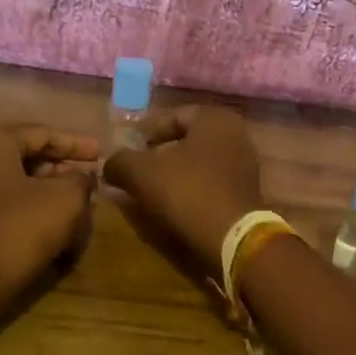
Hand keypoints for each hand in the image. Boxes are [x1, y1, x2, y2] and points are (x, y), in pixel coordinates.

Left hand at [0, 125, 98, 294]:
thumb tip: (82, 177)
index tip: (101, 154)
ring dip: (47, 193)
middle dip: (61, 169)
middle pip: (25, 157)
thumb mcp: (65, 199)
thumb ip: (80, 180)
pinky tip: (51, 228)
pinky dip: (29, 211)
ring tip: (76, 207)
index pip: (42, 133)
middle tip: (89, 181)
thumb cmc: (19, 228)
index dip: (76, 144)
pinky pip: (2, 207)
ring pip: (15, 184)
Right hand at [101, 106, 262, 271]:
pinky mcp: (247, 193)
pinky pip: (211, 183)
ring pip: (199, 163)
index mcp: (215, 119)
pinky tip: (173, 205)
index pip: (173, 115)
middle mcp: (236, 135)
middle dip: (160, 153)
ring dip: (175, 174)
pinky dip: (192, 189)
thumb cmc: (188, 192)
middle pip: (187, 140)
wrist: (232, 238)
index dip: (147, 131)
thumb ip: (120, 162)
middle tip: (137, 169)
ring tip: (151, 190)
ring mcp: (245, 165)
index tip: (129, 149)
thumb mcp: (142, 173)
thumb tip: (108, 163)